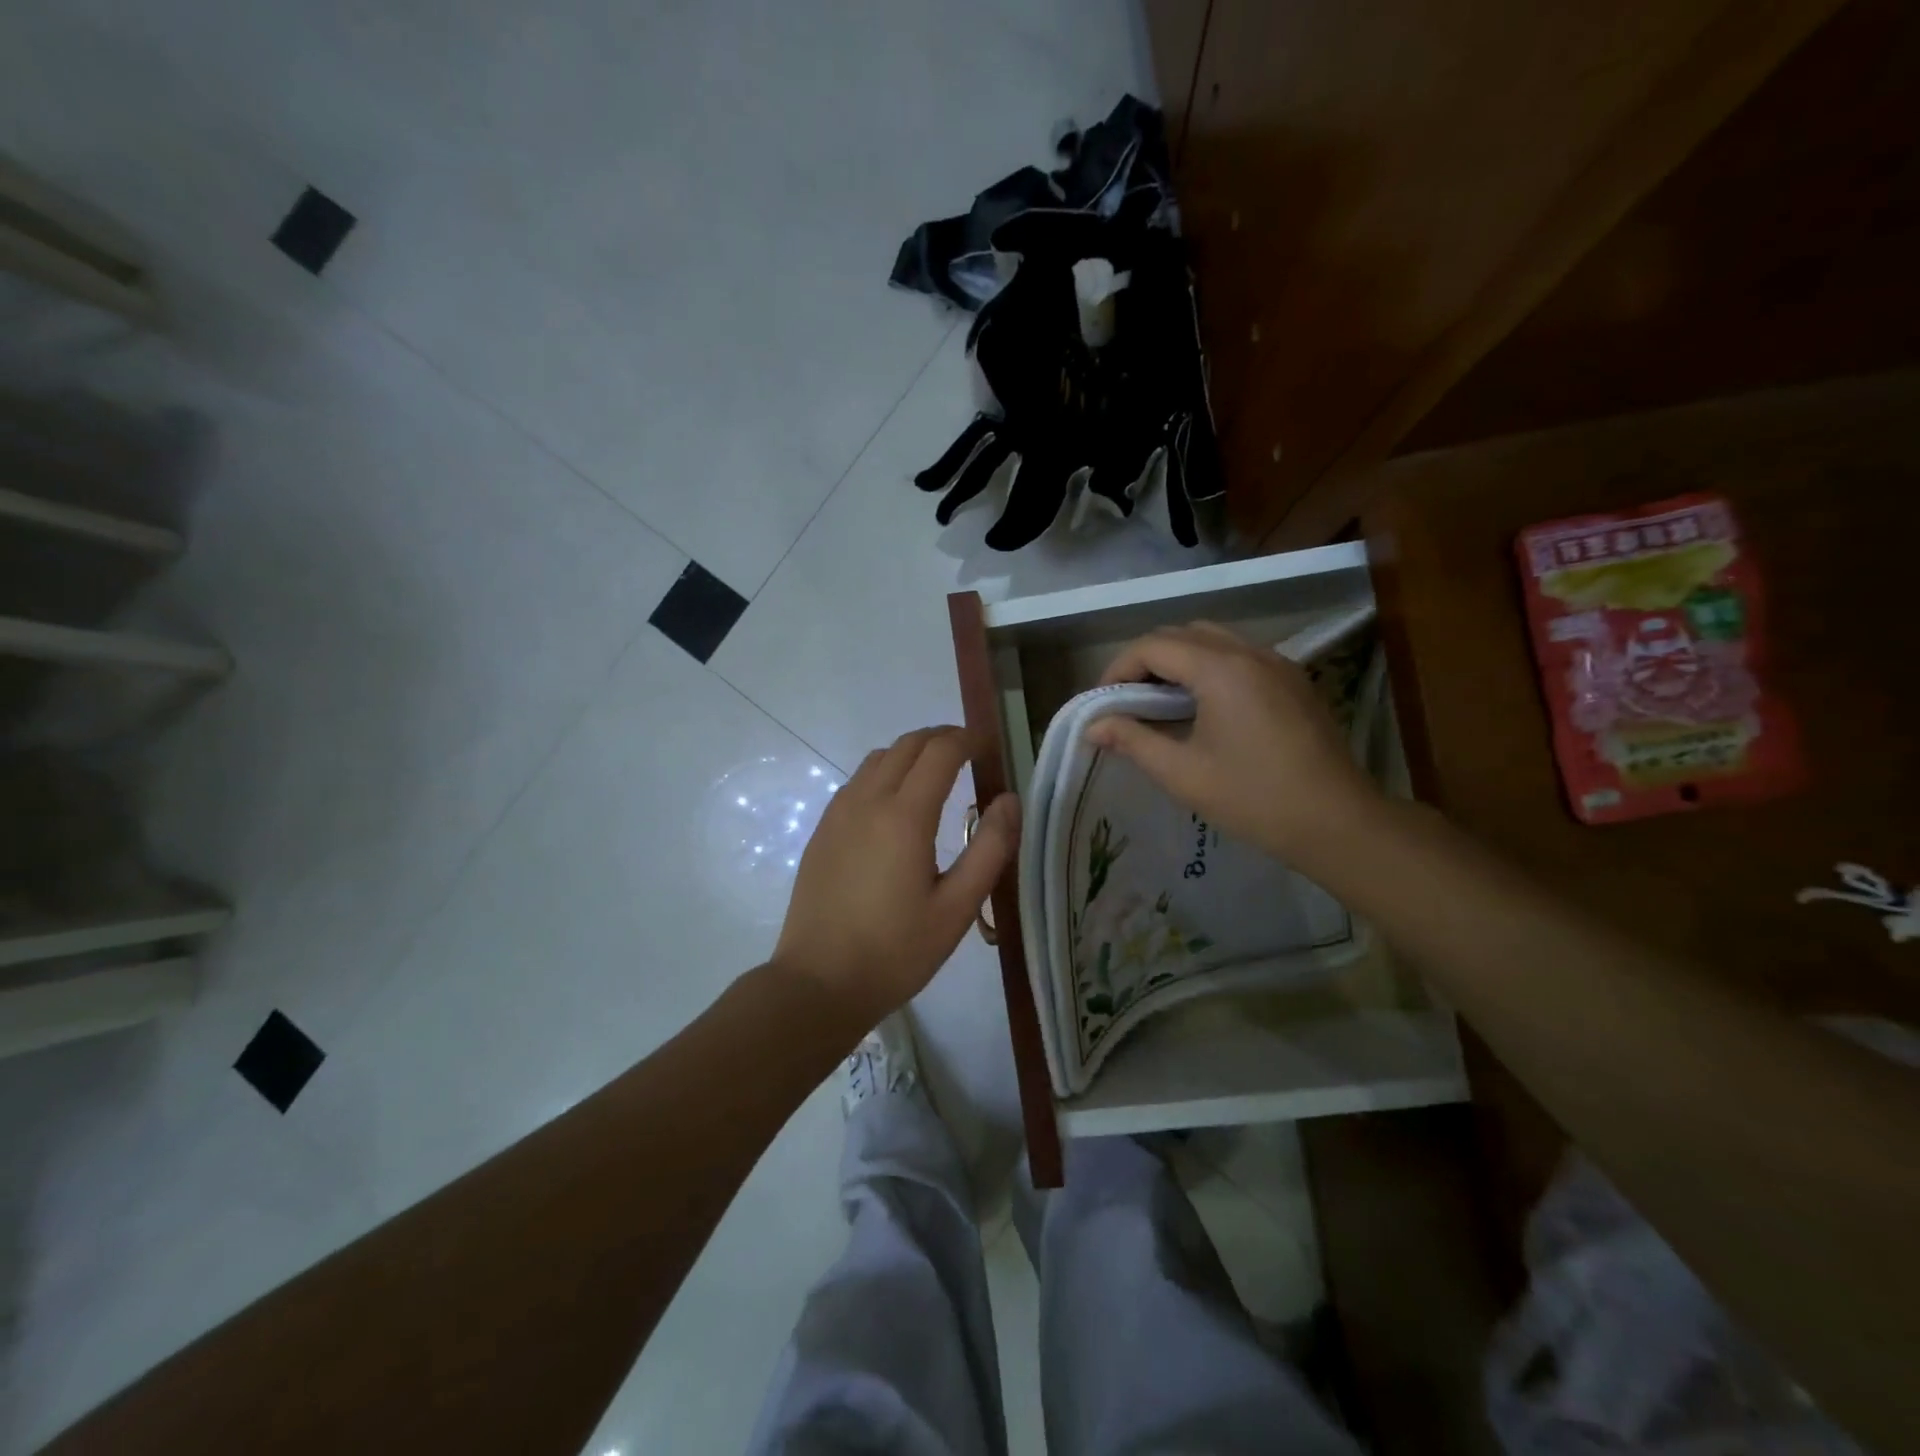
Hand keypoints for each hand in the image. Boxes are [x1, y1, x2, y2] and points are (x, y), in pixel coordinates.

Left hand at [774, 726, 1018, 1027]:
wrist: (818, 983)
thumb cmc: (896, 951)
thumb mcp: (957, 908)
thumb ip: (990, 849)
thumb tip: (1009, 799)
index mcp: (904, 816)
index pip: (940, 751)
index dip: (968, 740)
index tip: (989, 748)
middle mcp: (867, 801)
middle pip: (907, 744)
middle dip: (941, 738)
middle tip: (970, 755)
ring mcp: (838, 813)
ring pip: (878, 759)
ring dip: (911, 754)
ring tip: (936, 776)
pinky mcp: (822, 831)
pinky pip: (857, 782)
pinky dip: (884, 774)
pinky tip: (896, 807)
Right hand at [1086, 622, 1381, 866]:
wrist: (1336, 821)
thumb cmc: (1252, 798)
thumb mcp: (1182, 773)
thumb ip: (1132, 740)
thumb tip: (1093, 726)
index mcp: (1221, 669)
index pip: (1153, 646)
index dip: (1119, 669)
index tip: (1104, 704)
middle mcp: (1250, 652)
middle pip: (1182, 633)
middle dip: (1146, 660)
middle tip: (1127, 701)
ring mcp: (1277, 662)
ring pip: (1213, 640)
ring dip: (1178, 660)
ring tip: (1160, 702)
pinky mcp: (1293, 679)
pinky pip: (1240, 655)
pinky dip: (1209, 667)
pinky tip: (1203, 707)